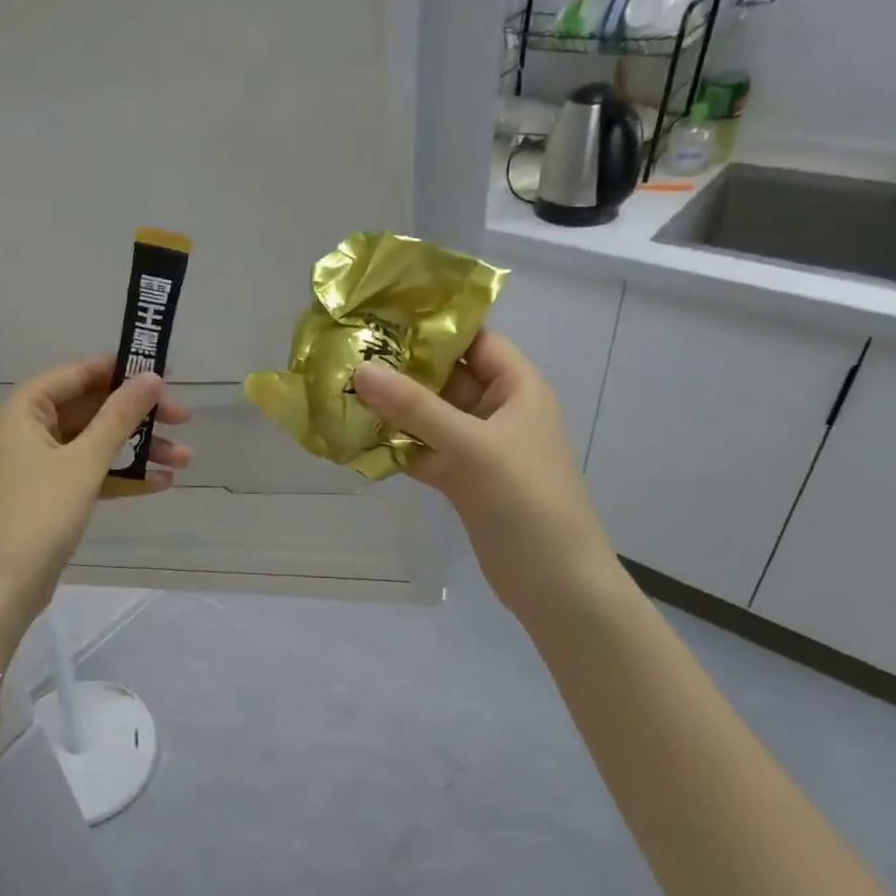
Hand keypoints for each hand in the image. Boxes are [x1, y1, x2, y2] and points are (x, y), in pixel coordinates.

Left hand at [0, 359, 191, 675]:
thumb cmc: (37, 516)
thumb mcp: (83, 462)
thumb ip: (119, 417)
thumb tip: (152, 377)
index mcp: (23, 410)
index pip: (77, 374)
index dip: (121, 370)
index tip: (166, 374)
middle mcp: (26, 431)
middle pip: (90, 409)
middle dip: (138, 417)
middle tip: (183, 420)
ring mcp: (36, 466)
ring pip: (94, 444)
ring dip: (137, 450)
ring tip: (185, 460)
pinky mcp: (47, 497)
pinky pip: (88, 474)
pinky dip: (120, 477)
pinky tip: (161, 483)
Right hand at [353, 331, 616, 615]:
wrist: (553, 581)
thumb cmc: (525, 500)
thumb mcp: (471, 446)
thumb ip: (415, 408)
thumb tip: (361, 370)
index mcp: (517, 388)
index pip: (475, 340)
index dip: (433, 324)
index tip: (381, 314)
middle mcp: (499, 411)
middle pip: (447, 377)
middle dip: (402, 368)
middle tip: (348, 352)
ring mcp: (479, 447)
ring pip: (431, 417)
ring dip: (394, 410)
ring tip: (342, 391)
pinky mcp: (463, 480)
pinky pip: (425, 451)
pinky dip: (397, 447)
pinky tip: (357, 440)